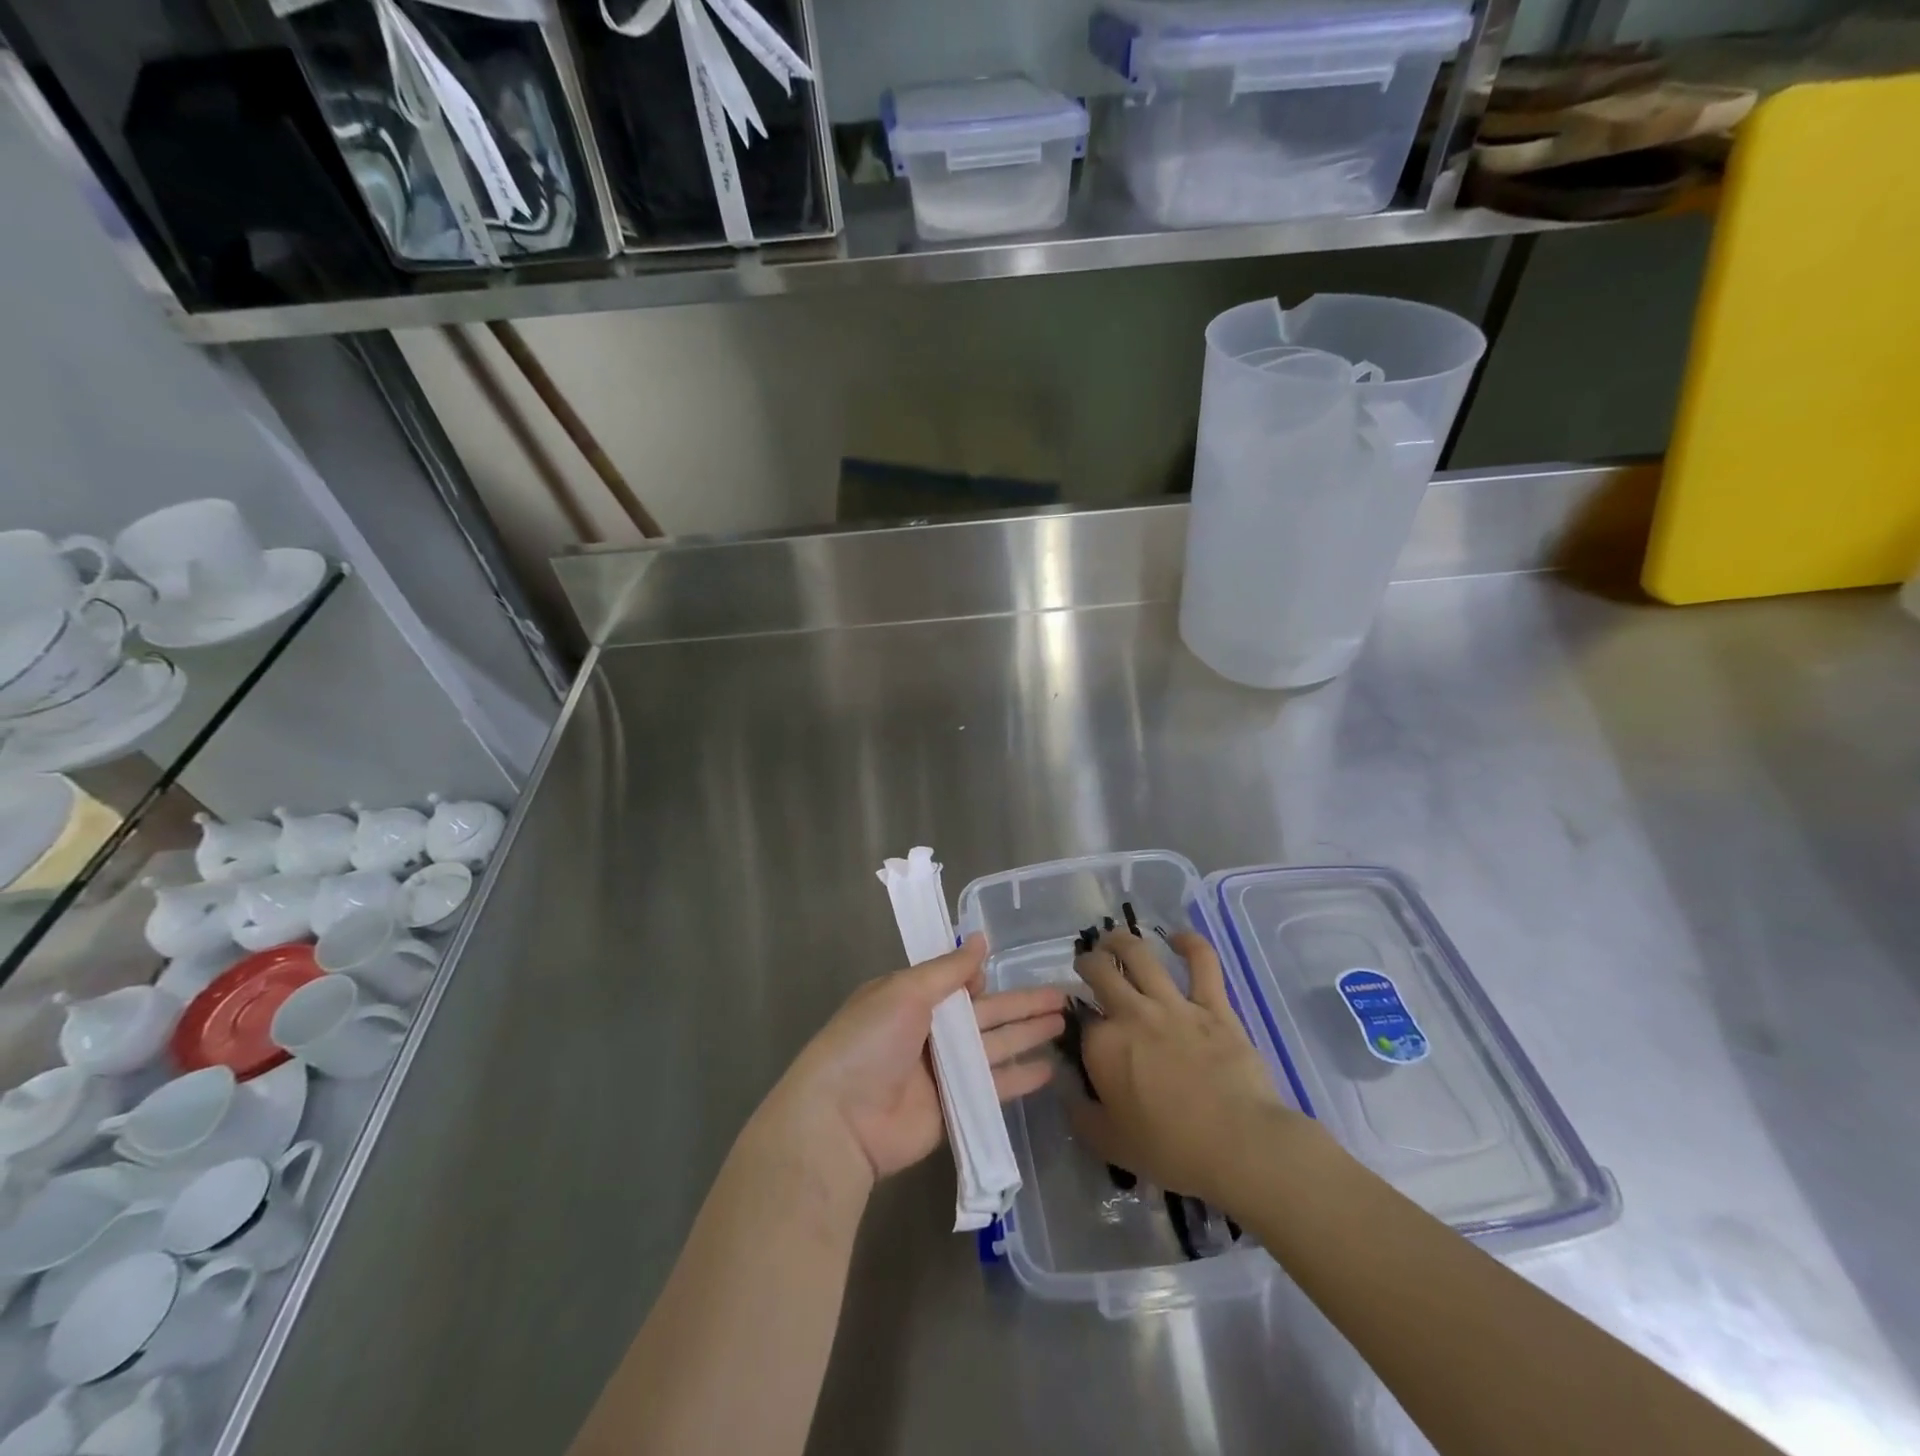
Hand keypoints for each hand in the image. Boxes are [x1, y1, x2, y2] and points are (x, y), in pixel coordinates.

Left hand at [766, 934, 1065, 1188]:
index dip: (984, 976)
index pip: (957, 982)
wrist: (840, 1119)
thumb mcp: (905, 991)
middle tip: (1064, 996)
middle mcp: (930, 1031)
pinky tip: (1049, 1069)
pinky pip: (993, 1086)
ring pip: (995, 1046)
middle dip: (1022, 1004)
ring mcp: (943, 1071)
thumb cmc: (870, 1041)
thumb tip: (982, 939)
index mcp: (911, 998)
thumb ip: (948, 969)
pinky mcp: (955, 1107)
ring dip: (1028, 1034)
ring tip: (1066, 1024)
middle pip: (986, 1013)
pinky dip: (1020, 1078)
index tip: (1014, 966)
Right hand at [1071, 928, 1312, 1210]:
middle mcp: (1131, 1013)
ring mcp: (1173, 1004)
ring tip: (1113, 938)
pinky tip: (1178, 938)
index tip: (1078, 1024)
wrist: (1239, 1146)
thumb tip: (1068, 1094)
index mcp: (1103, 1046)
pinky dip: (1190, 943)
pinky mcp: (1212, 1005)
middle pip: (1100, 971)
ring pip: (1139, 954)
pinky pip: (1202, 962)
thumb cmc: (1171, 1151)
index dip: (1075, 1018)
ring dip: (1121, 940)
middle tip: (1087, 965)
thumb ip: (1082, 1115)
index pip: (1079, 1020)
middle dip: (1088, 962)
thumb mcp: (1110, 1144)